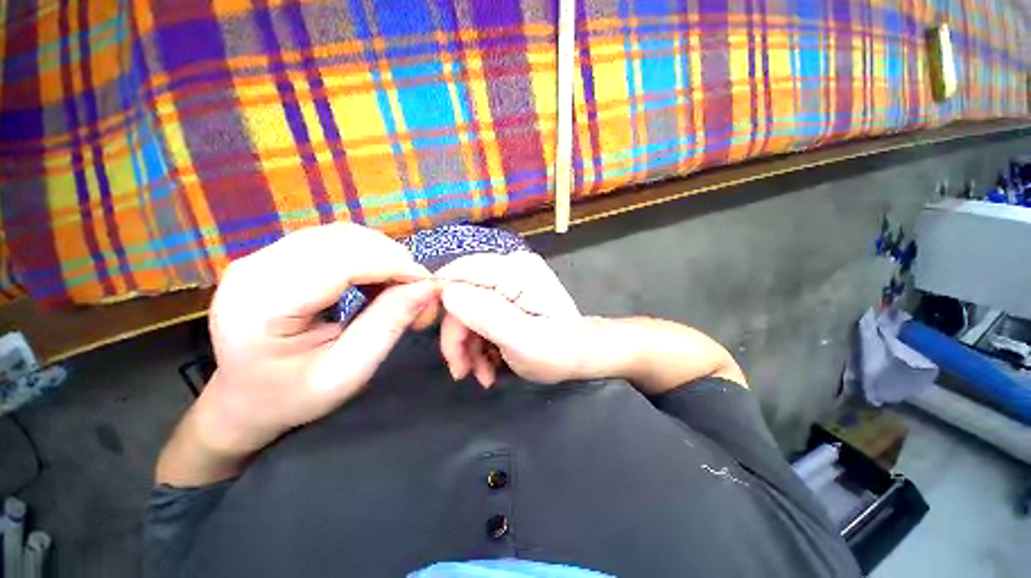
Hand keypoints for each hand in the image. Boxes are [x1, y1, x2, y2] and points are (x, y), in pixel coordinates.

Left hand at [157, 224, 435, 485]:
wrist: (243, 401)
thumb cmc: (292, 397)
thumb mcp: (348, 371)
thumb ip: (388, 324)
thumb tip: (428, 288)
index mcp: (262, 304)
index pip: (342, 262)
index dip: (394, 265)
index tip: (429, 285)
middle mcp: (255, 268)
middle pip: (343, 240)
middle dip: (393, 259)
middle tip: (418, 289)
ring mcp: (261, 256)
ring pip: (342, 235)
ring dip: (383, 255)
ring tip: (399, 286)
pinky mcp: (274, 256)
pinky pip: (334, 241)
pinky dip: (368, 256)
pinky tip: (376, 280)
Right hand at [436, 252, 745, 393]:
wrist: (581, 354)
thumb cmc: (558, 350)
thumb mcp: (523, 340)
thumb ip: (486, 314)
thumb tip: (448, 293)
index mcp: (515, 271)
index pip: (460, 271)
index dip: (439, 299)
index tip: (434, 334)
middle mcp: (509, 267)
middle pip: (462, 294)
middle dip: (457, 335)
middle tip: (462, 371)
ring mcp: (508, 281)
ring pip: (468, 308)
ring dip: (468, 344)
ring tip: (480, 374)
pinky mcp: (508, 295)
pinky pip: (479, 314)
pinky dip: (479, 342)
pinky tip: (488, 365)